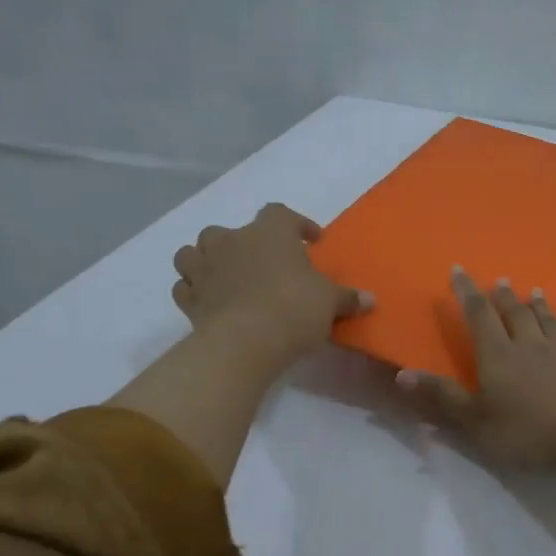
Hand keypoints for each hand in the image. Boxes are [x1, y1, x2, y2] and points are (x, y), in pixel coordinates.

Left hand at [171, 203, 370, 370]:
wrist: (246, 342)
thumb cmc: (294, 309)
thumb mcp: (330, 302)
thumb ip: (347, 298)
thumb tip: (370, 300)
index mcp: (270, 232)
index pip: (281, 214)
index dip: (297, 224)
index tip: (311, 241)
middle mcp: (232, 241)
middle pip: (230, 230)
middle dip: (244, 243)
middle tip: (263, 263)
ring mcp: (205, 268)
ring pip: (194, 252)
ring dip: (207, 260)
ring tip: (225, 275)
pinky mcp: (189, 298)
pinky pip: (185, 286)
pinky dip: (194, 290)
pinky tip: (208, 300)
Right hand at [396, 269, 555, 469]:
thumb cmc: (528, 431)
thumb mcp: (475, 420)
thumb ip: (442, 396)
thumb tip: (402, 372)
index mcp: (499, 355)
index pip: (479, 316)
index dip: (467, 293)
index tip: (459, 270)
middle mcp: (532, 347)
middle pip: (516, 314)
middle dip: (504, 297)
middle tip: (499, 280)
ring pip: (551, 325)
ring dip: (543, 309)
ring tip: (537, 293)